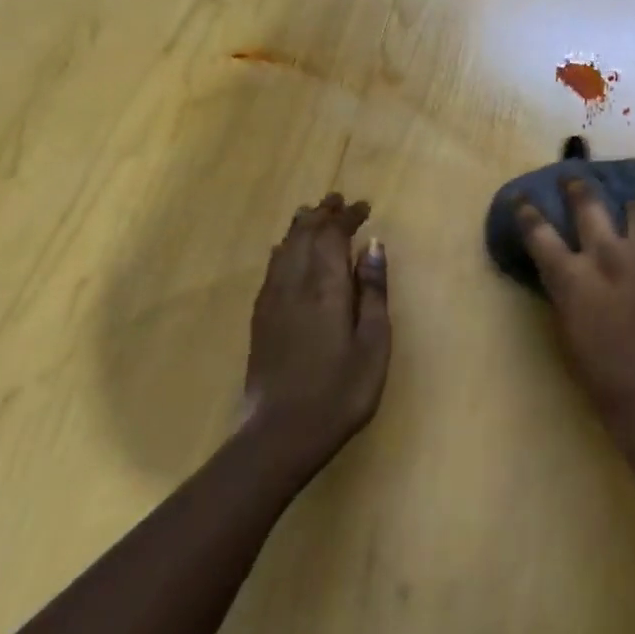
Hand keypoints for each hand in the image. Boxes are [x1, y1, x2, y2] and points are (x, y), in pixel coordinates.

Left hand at [242, 194, 390, 473]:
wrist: (281, 433)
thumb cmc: (341, 391)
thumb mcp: (374, 343)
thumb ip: (374, 291)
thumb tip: (373, 246)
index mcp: (326, 288)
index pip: (332, 236)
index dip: (346, 217)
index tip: (363, 206)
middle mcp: (294, 285)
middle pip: (304, 236)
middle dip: (322, 214)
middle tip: (337, 200)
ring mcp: (272, 302)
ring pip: (283, 249)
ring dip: (299, 227)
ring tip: (312, 214)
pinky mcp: (260, 319)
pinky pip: (271, 269)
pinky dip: (283, 250)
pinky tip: (285, 252)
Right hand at [517, 181, 634, 415]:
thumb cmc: (598, 370)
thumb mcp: (565, 325)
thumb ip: (564, 287)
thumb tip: (564, 264)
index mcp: (573, 276)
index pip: (539, 231)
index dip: (526, 210)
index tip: (522, 196)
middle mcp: (609, 256)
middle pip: (589, 203)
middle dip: (577, 185)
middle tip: (573, 178)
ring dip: (629, 208)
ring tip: (628, 209)